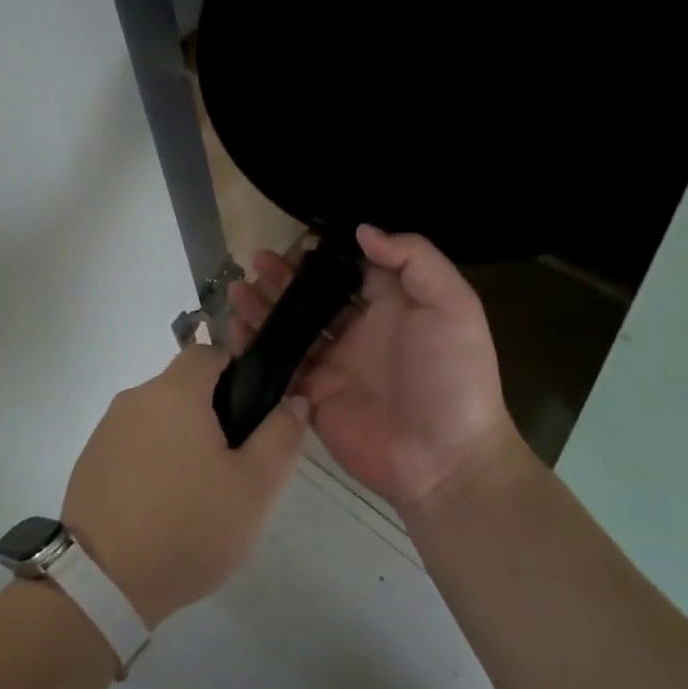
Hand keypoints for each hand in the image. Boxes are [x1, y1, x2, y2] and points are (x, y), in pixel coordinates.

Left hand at [61, 344, 307, 628]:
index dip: (236, 371)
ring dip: (180, 437)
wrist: (103, 583)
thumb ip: (281, 436)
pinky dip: (151, 460)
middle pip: (182, 386)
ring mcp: (106, 430)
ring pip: (157, 416)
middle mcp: (135, 399)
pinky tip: (161, 504)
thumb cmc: (188, 526)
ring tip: (197, 490)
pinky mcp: (89, 461)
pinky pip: (132, 443)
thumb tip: (294, 400)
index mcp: (174, 393)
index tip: (251, 412)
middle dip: (210, 411)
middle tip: (232, 462)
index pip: (208, 352)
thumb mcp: (254, 487)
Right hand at [229, 225, 525, 515]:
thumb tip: (363, 230)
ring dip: (265, 307)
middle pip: (315, 296)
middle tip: (257, 260)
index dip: (327, 253)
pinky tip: (235, 327)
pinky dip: (256, 346)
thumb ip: (414, 259)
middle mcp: (360, 330)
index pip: (353, 269)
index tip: (298, 239)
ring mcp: (334, 364)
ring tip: (238, 288)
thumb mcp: (452, 305)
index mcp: (393, 305)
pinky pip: (280, 365)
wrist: (444, 459)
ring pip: (292, 327)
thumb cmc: (452, 375)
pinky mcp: (314, 395)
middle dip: (287, 277)